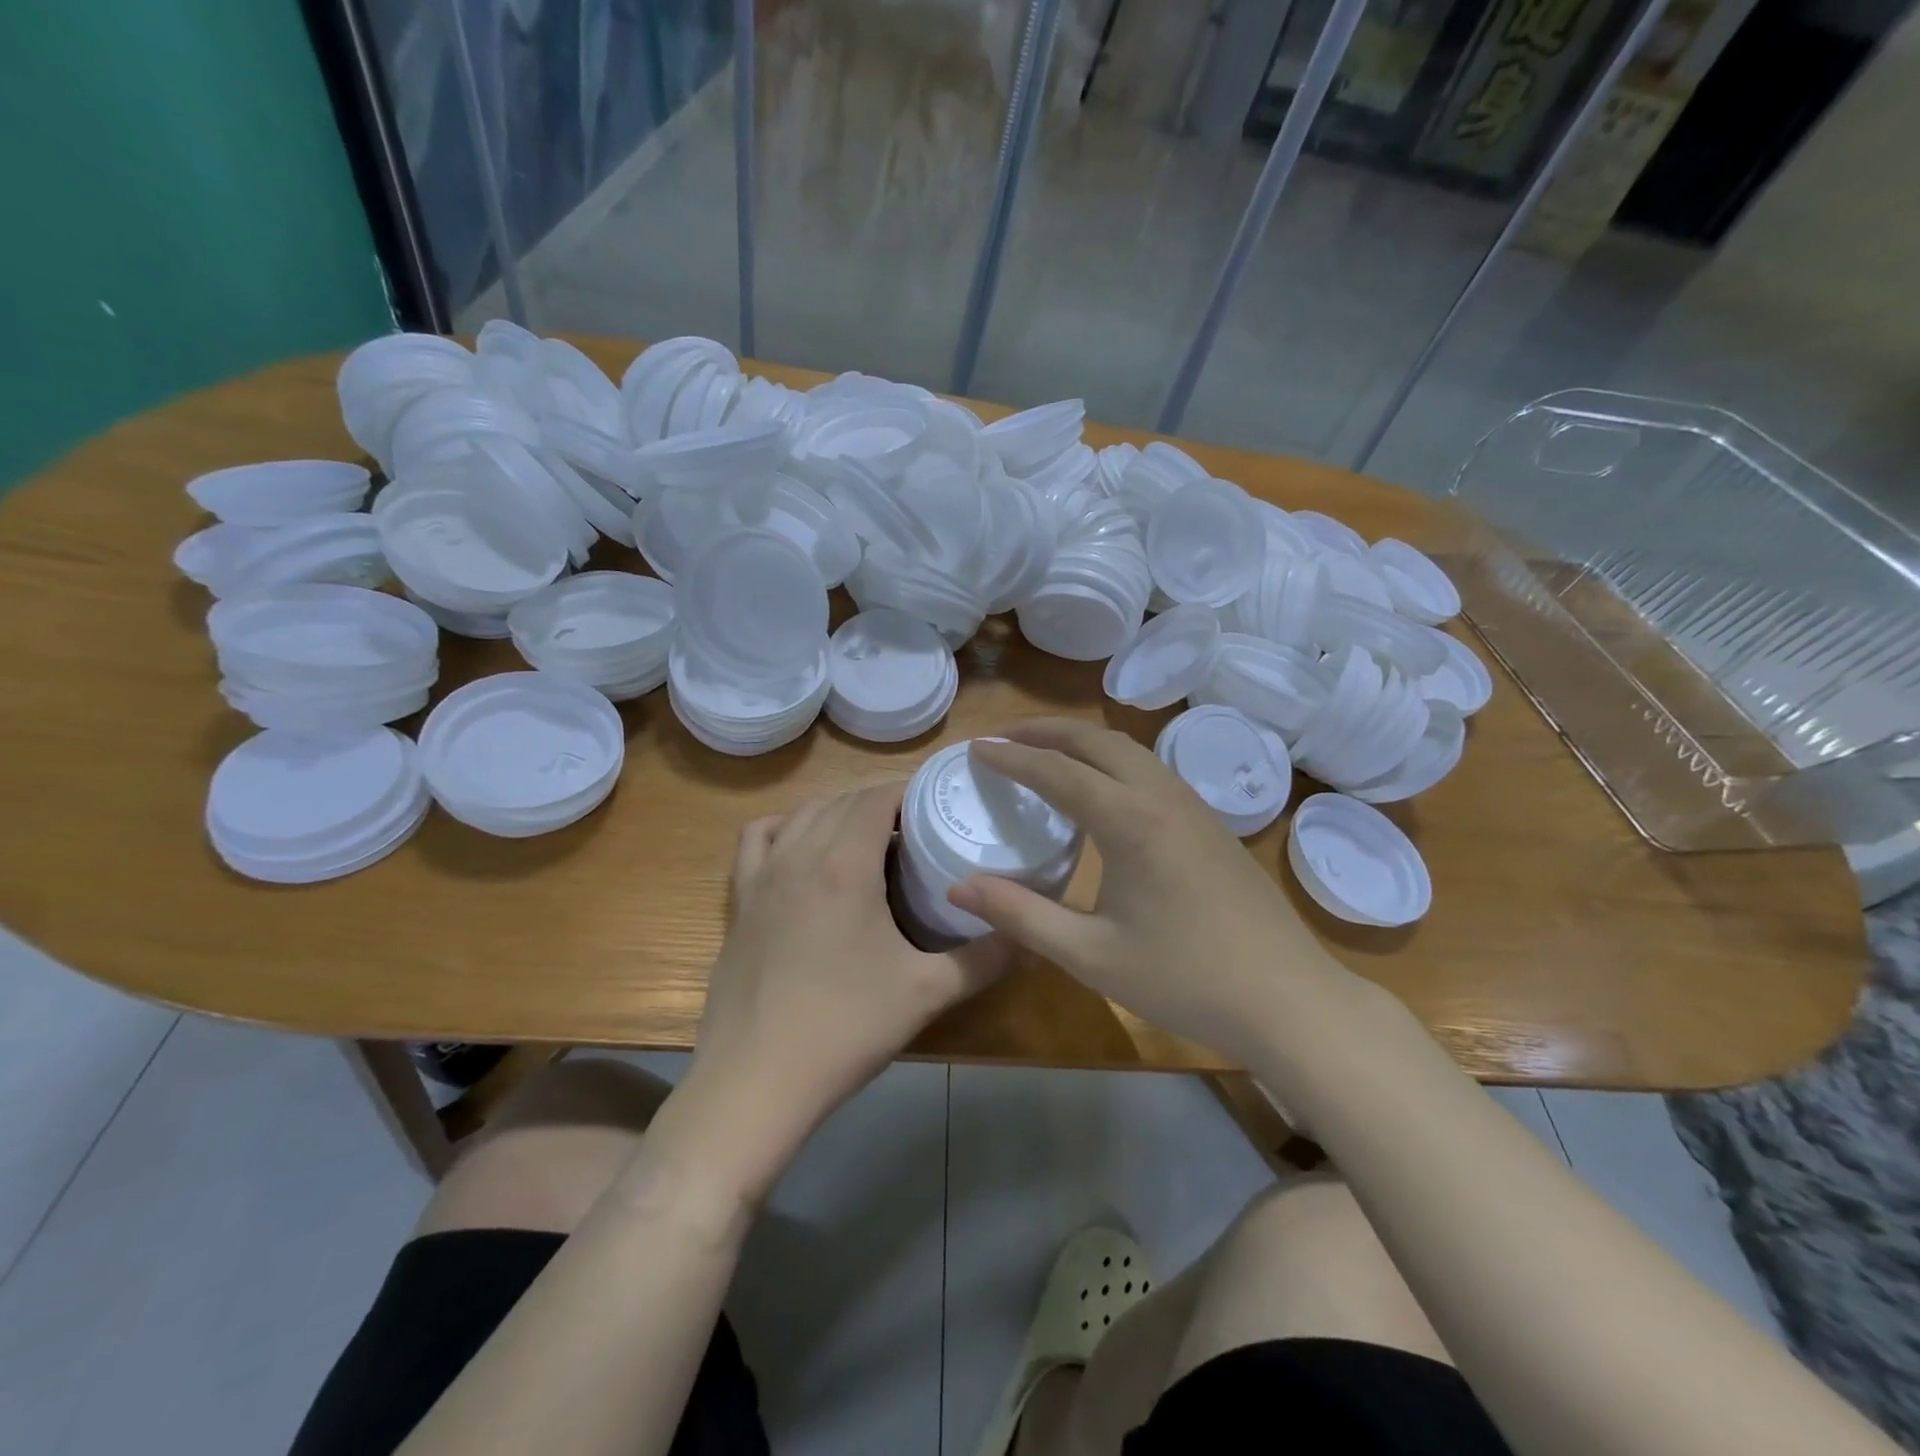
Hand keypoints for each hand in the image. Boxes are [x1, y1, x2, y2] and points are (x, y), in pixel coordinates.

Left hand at [682, 782, 1008, 1200]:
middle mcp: (800, 852)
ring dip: (839, 810)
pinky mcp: (739, 899)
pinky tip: (803, 848)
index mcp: (846, 862)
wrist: (755, 1081)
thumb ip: (986, 958)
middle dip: (883, 801)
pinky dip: (785, 827)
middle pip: (844, 799)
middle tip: (919, 826)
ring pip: (804, 813)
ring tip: (871, 836)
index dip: (911, 790)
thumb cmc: (845, 1028)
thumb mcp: (928, 992)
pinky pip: (758, 838)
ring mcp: (762, 874)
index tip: (940, 803)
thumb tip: (1030, 936)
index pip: (879, 795)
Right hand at [949, 720, 1353, 1064]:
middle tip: (1003, 739)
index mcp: (1130, 820)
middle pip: (1095, 741)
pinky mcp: (1210, 822)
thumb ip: (1021, 915)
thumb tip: (959, 886)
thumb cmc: (1185, 979)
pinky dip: (1111, 760)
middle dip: (1045, 731)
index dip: (1012, 758)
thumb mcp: (1091, 955)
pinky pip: (1150, 769)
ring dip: (1081, 742)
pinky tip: (1101, 789)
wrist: (1288, 998)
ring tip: (1045, 753)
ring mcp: (1193, 805)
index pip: (1057, 771)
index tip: (975, 748)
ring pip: (1128, 749)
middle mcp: (1161, 796)